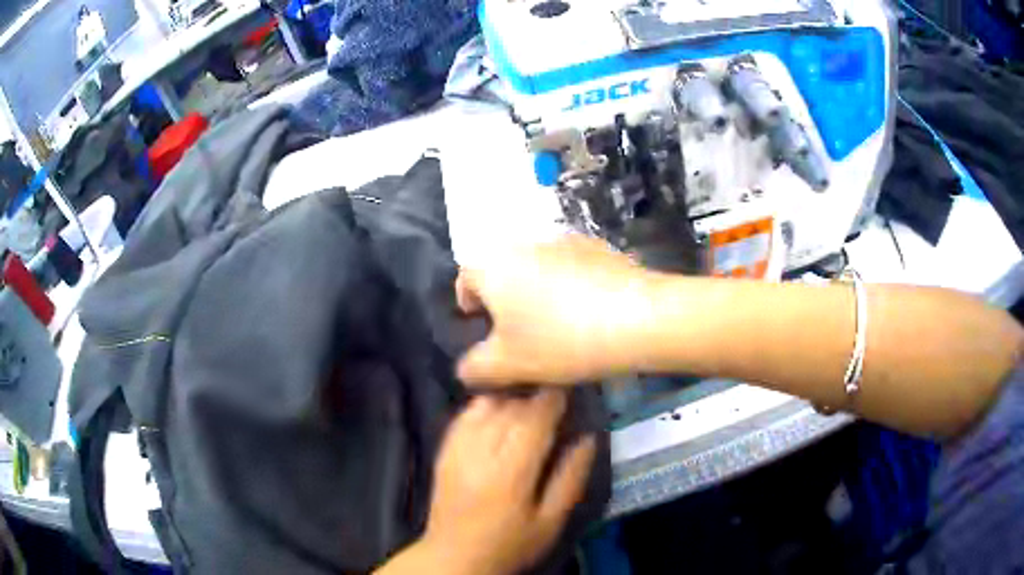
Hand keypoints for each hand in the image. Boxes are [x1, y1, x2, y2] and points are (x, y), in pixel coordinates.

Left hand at [421, 392, 595, 574]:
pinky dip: (485, 405)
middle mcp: (480, 452)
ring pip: (486, 406)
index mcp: (510, 472)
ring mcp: (457, 449)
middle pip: (510, 407)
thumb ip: (571, 478)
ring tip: (530, 395)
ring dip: (510, 396)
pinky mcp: (443, 451)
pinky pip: (465, 415)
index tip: (571, 384)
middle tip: (556, 389)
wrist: (454, 557)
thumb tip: (589, 437)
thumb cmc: (510, 544)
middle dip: (535, 392)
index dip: (554, 397)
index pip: (534, 419)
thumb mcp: (550, 522)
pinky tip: (498, 406)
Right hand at [456, 234, 660, 385]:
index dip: (469, 306)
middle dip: (506, 300)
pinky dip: (570, 284)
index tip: (485, 330)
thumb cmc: (560, 341)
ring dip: (538, 290)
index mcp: (493, 265)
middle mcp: (522, 243)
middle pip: (503, 271)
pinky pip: (570, 265)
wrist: (637, 317)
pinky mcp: (596, 245)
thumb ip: (475, 368)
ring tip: (559, 324)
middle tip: (522, 333)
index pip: (465, 279)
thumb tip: (467, 367)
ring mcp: (563, 239)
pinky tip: (590, 311)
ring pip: (537, 267)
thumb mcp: (508, 366)